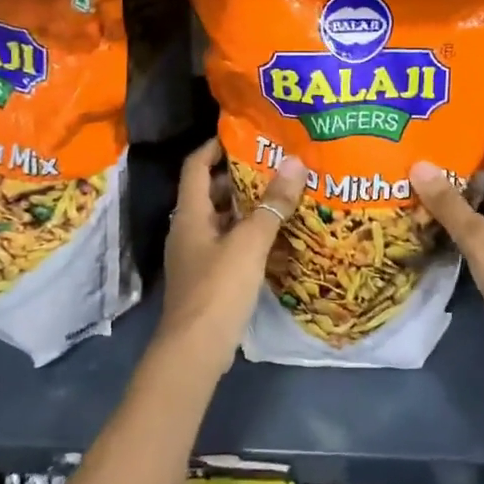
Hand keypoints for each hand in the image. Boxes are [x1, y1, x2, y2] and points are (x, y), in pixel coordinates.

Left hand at [157, 139, 305, 372]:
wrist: (195, 349)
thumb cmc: (218, 288)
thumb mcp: (250, 242)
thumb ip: (273, 203)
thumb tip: (296, 161)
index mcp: (190, 215)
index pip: (195, 166)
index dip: (214, 146)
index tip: (243, 134)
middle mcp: (188, 230)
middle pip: (209, 192)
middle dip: (238, 176)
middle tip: (273, 163)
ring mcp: (196, 256)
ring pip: (220, 219)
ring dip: (245, 206)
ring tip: (280, 194)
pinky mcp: (207, 278)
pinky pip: (227, 243)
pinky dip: (246, 233)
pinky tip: (273, 235)